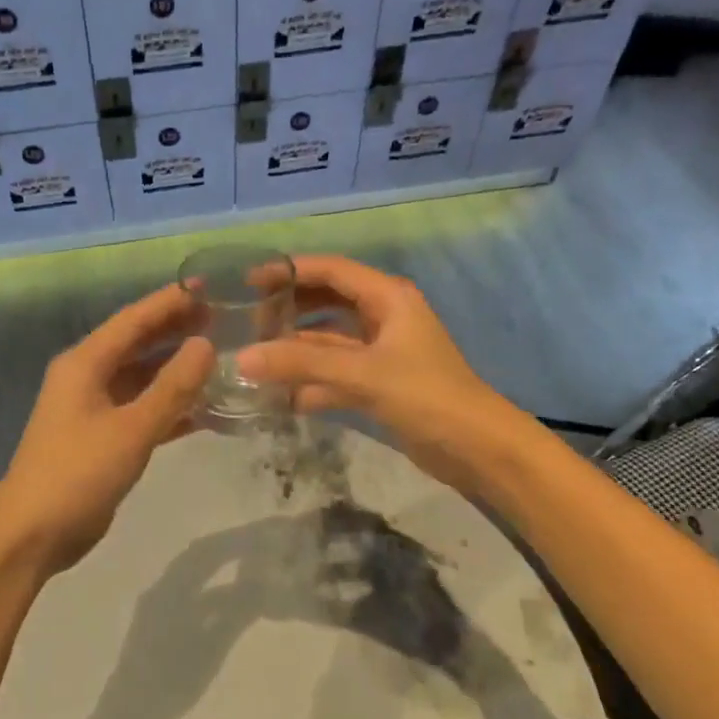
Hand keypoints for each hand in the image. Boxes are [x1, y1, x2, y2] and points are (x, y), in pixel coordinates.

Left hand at [0, 284, 212, 577]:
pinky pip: (141, 410)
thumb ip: (172, 388)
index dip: (170, 301)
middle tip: (223, 319)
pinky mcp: (101, 438)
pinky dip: (169, 407)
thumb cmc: (77, 475)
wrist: (32, 536)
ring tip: (220, 357)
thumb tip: (205, 345)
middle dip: (176, 330)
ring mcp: (93, 409)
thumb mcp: (131, 429)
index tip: (209, 286)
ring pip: (142, 378)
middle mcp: (86, 378)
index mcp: (84, 364)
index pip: (133, 319)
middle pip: (137, 344)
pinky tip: (204, 409)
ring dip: (176, 369)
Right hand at [237, 256, 516, 492]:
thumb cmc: (425, 396)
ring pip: (329, 342)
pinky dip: (311, 382)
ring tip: (256, 359)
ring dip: (297, 350)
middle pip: (327, 303)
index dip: (290, 271)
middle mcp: (384, 317)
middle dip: (290, 310)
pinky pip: (336, 374)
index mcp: (388, 298)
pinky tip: (281, 397)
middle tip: (249, 323)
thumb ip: (302, 365)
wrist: (476, 448)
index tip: (249, 281)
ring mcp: (381, 352)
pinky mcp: (379, 384)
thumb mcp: (362, 374)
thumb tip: (242, 358)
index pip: (332, 271)